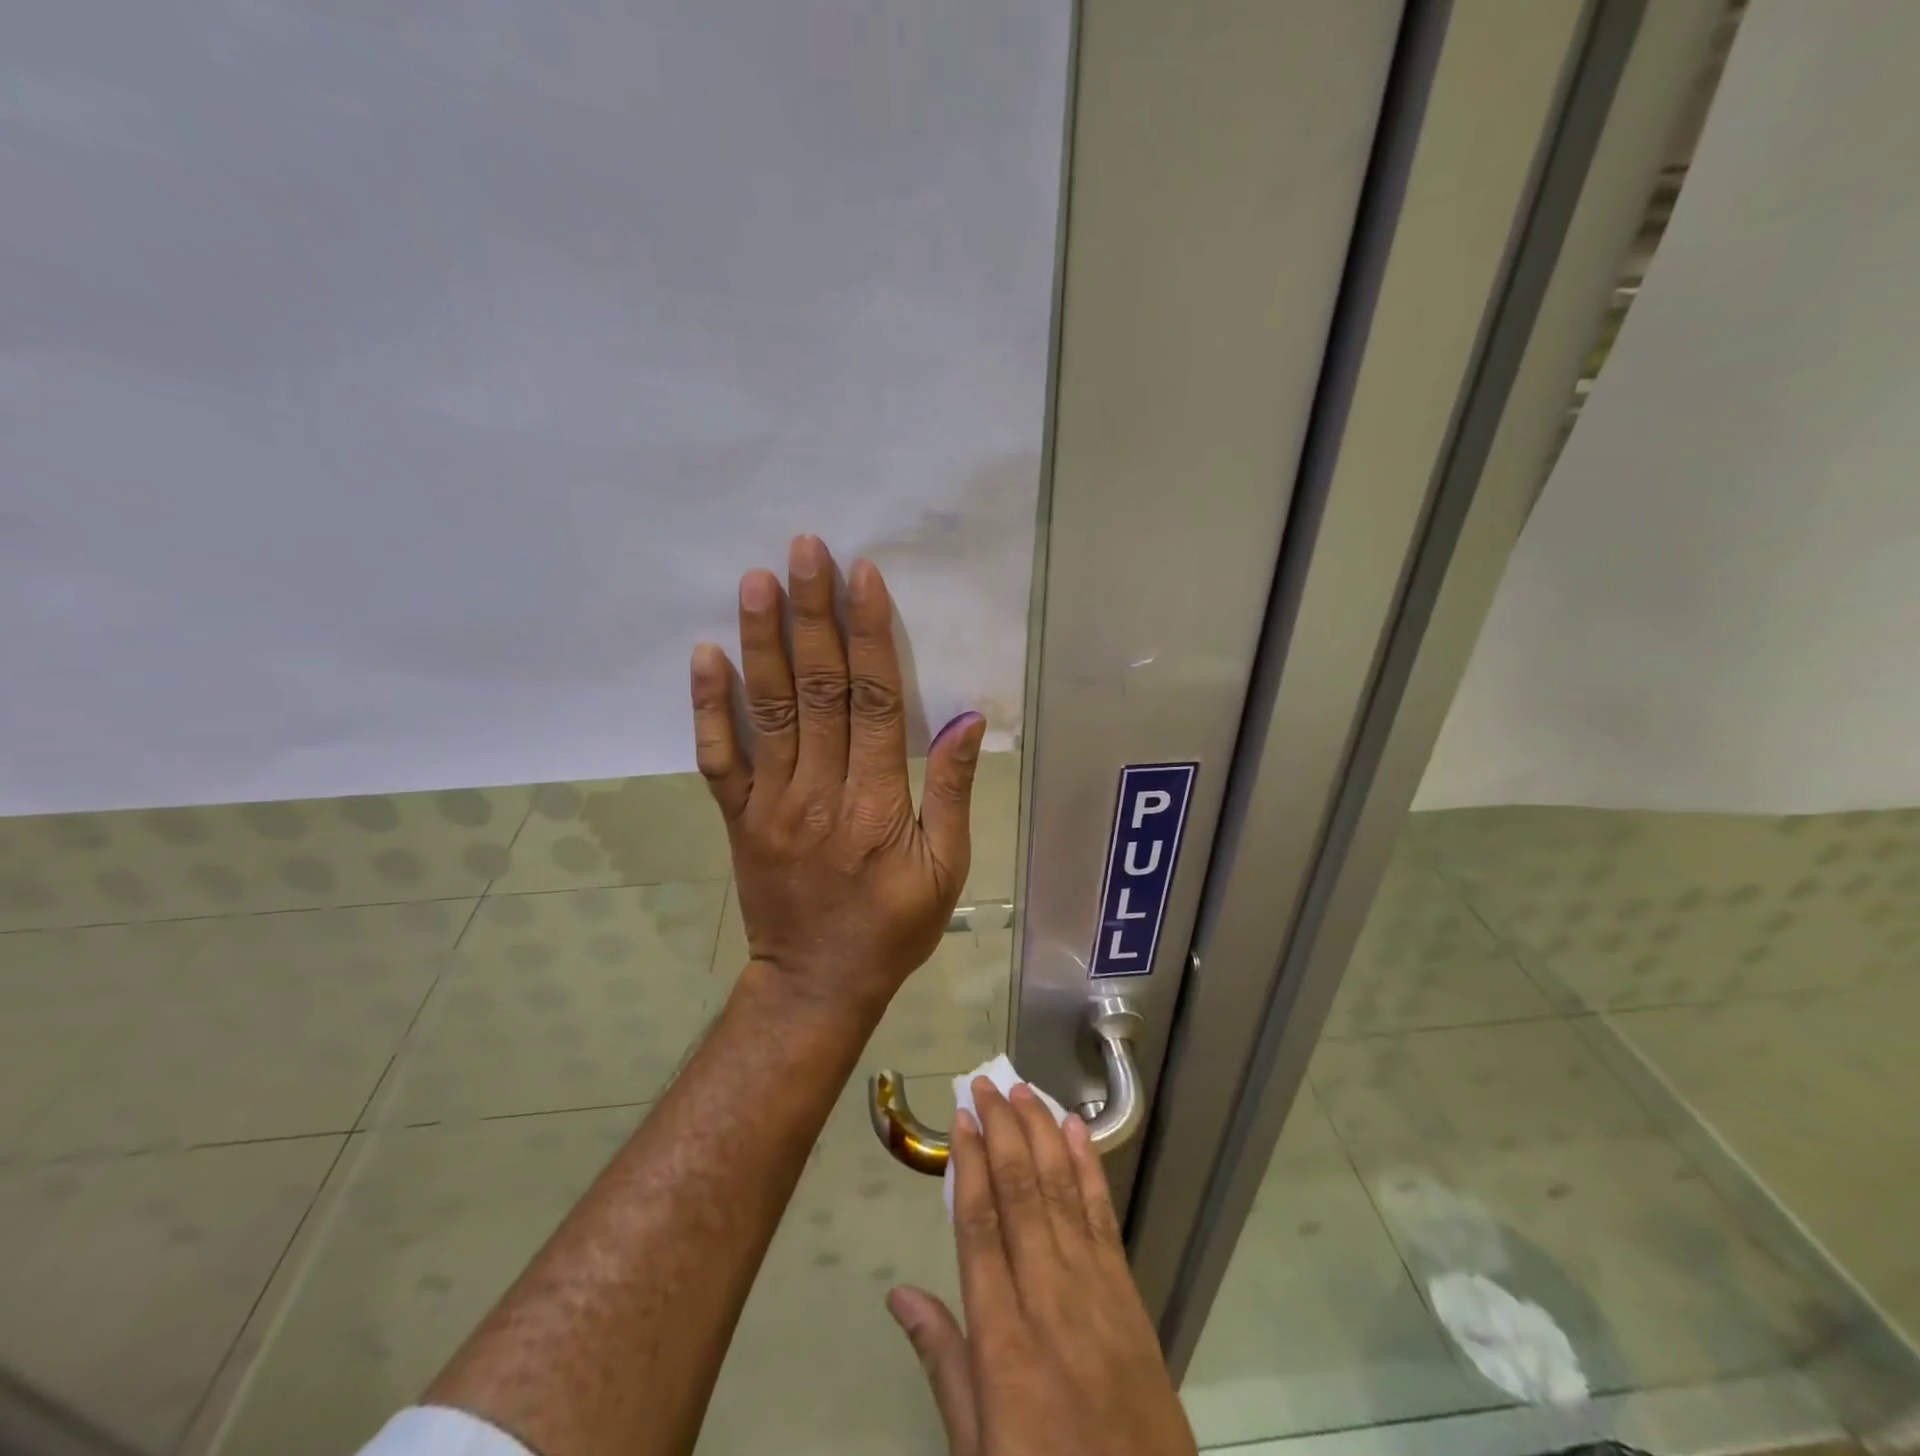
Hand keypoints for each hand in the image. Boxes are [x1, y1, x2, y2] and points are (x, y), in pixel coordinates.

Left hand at [689, 534, 986, 1018]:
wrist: (816, 983)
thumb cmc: (893, 928)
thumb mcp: (947, 870)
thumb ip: (952, 792)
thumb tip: (968, 720)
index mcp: (878, 804)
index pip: (875, 701)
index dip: (869, 635)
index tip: (861, 576)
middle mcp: (821, 792)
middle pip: (818, 689)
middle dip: (812, 615)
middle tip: (804, 550)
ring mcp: (771, 803)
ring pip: (768, 710)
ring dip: (761, 640)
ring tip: (755, 580)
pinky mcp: (738, 817)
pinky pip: (718, 757)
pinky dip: (708, 706)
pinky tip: (704, 655)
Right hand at [887, 1080, 1199, 1455]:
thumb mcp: (976, 1445)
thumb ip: (942, 1361)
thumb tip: (899, 1293)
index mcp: (1001, 1338)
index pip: (979, 1225)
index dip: (969, 1163)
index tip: (962, 1118)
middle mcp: (1047, 1297)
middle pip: (1020, 1192)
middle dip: (1002, 1129)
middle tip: (986, 1083)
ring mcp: (1094, 1289)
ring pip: (1061, 1190)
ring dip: (1041, 1133)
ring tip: (1023, 1090)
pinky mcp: (1128, 1293)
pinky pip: (1102, 1216)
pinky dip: (1088, 1167)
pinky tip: (1076, 1131)